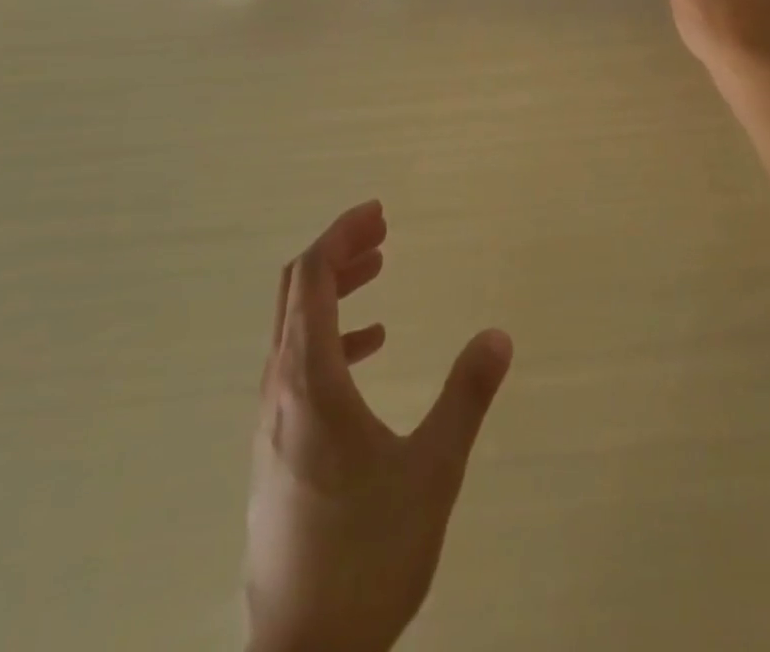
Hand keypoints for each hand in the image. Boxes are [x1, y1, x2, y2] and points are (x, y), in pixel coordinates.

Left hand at [243, 202, 512, 651]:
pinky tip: (372, 346)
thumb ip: (466, 396)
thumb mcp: (432, 471)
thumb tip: (498, 334)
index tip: (378, 212)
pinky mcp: (276, 449)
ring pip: (295, 328)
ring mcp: (271, 422)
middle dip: (338, 252)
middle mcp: (279, 390)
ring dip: (334, 290)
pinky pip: (298, 365)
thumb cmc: (366, 556)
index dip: (341, 234)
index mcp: (308, 381)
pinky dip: (333, 337)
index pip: (310, 278)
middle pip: (296, 293)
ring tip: (378, 270)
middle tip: (381, 231)